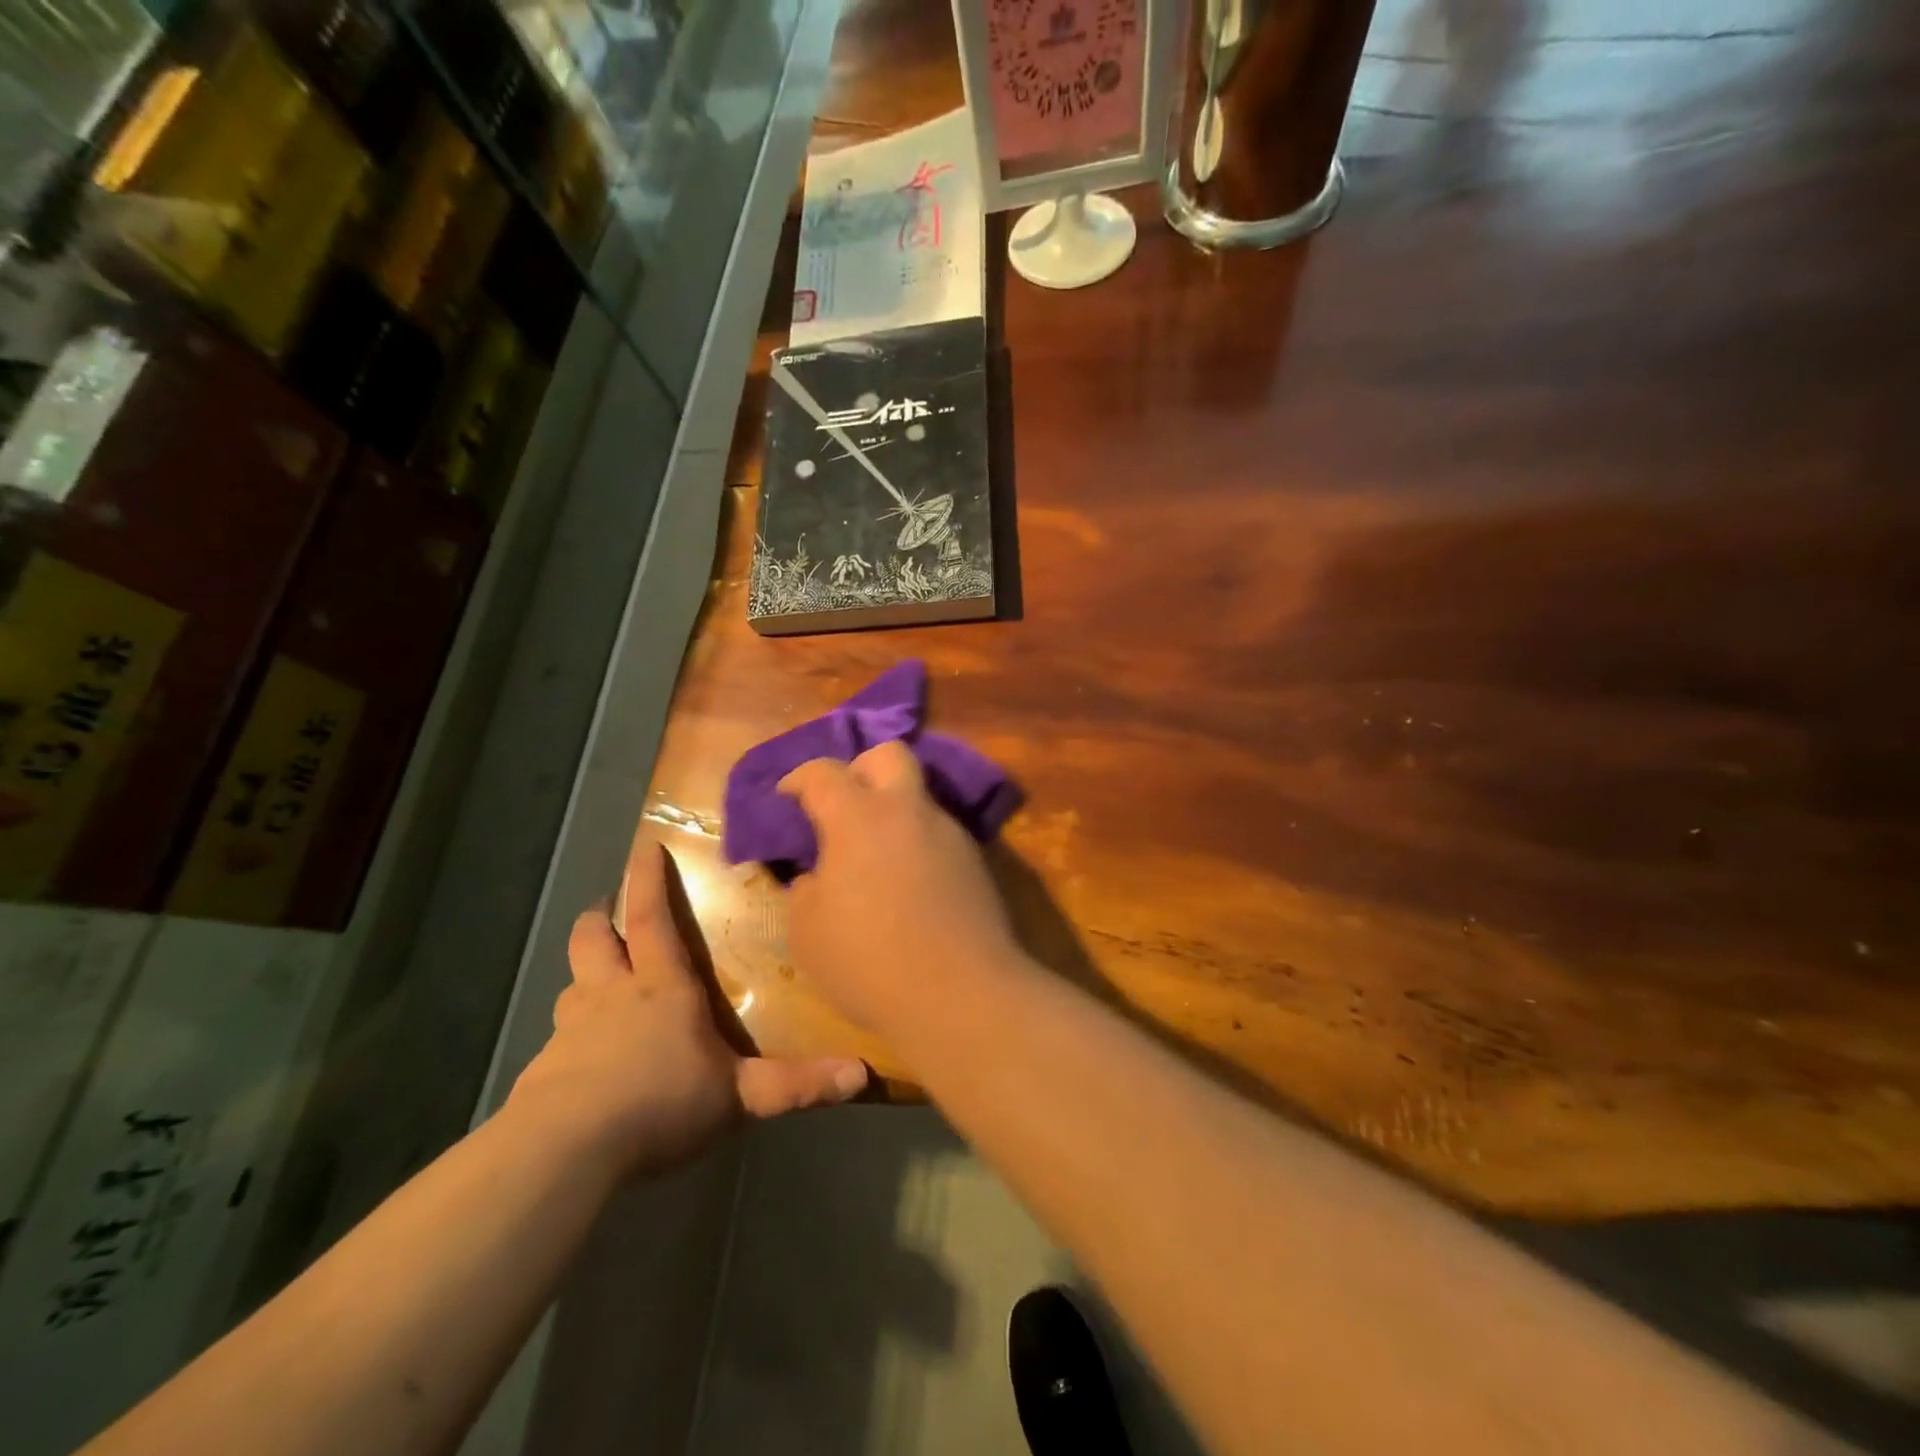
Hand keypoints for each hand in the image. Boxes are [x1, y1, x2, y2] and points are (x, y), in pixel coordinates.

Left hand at [508, 829, 868, 1176]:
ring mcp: (571, 1031)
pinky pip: (556, 1042)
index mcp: (661, 987)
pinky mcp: (541, 1073)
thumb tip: (861, 1074)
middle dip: (600, 918)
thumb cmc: (661, 1102)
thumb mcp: (738, 1096)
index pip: (652, 917)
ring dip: (583, 976)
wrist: (566, 1150)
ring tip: (596, 984)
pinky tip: (579, 1066)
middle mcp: (611, 995)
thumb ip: (796, 1084)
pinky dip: (568, 1040)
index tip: (643, 847)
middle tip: (606, 910)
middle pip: (593, 939)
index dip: (647, 879)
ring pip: (571, 985)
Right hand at [780, 741, 1028, 1040]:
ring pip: (918, 797)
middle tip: (842, 808)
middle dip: (860, 769)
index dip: (798, 779)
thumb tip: (816, 876)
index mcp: (859, 817)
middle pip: (889, 754)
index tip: (785, 798)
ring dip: (892, 812)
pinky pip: (938, 834)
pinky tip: (907, 884)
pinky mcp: (976, 861)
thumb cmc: (870, 961)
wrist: (962, 994)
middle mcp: (909, 811)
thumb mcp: (807, 932)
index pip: (823, 772)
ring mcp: (949, 833)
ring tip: (874, 858)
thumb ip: (803, 890)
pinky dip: (916, 844)